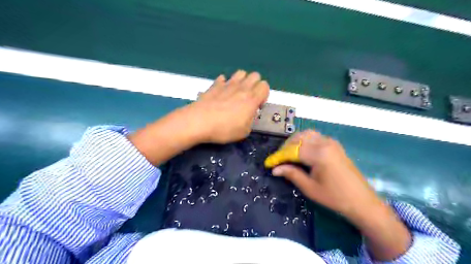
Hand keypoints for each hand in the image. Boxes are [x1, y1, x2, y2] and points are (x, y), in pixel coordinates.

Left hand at [188, 70, 268, 143]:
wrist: (199, 122)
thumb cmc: (224, 129)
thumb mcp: (244, 132)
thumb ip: (251, 120)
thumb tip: (250, 113)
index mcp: (251, 99)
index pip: (265, 86)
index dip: (264, 95)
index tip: (257, 105)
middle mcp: (241, 88)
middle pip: (255, 75)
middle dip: (255, 85)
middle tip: (249, 98)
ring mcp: (227, 84)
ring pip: (241, 73)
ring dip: (242, 80)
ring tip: (237, 93)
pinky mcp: (214, 85)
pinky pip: (223, 78)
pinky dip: (225, 83)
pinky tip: (221, 93)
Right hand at [273, 130, 412, 259]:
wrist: (362, 201)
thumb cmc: (335, 197)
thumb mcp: (310, 188)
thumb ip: (292, 174)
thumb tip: (275, 169)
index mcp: (319, 154)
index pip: (293, 150)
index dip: (279, 156)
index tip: (269, 163)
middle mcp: (325, 143)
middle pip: (299, 137)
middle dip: (286, 146)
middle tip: (279, 159)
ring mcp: (332, 142)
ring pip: (308, 134)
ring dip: (296, 141)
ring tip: (289, 154)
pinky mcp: (335, 145)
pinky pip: (316, 137)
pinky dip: (305, 141)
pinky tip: (302, 151)